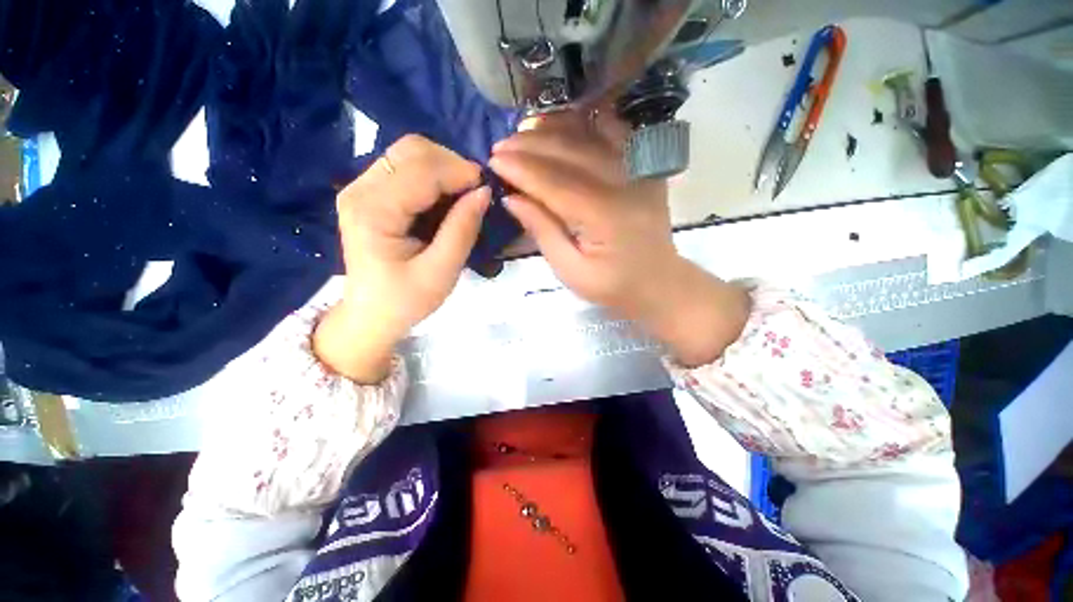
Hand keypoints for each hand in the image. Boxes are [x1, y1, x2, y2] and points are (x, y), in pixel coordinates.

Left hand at [315, 135, 489, 382]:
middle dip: (452, 165)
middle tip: (475, 193)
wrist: (370, 314)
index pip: (421, 171)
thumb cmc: (405, 300)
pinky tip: (445, 198)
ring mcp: (361, 188)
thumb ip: (462, 230)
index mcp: (373, 212)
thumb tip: (484, 191)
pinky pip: (405, 166)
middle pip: (412, 150)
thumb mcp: (441, 273)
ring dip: (443, 168)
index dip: (460, 172)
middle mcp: (360, 189)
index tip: (488, 189)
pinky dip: (432, 175)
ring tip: (463, 196)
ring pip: (409, 153)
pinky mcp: (369, 192)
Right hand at [490, 112, 748, 365]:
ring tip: (523, 130)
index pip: (555, 183)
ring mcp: (639, 171)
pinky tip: (563, 123)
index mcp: (604, 216)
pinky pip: (615, 133)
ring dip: (553, 129)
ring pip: (591, 135)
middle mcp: (624, 184)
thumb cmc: (611, 285)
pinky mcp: (645, 167)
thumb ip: (542, 231)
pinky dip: (587, 123)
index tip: (494, 161)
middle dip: (530, 146)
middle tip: (501, 146)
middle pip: (571, 152)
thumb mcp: (570, 270)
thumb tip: (512, 198)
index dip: (522, 170)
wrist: (658, 282)